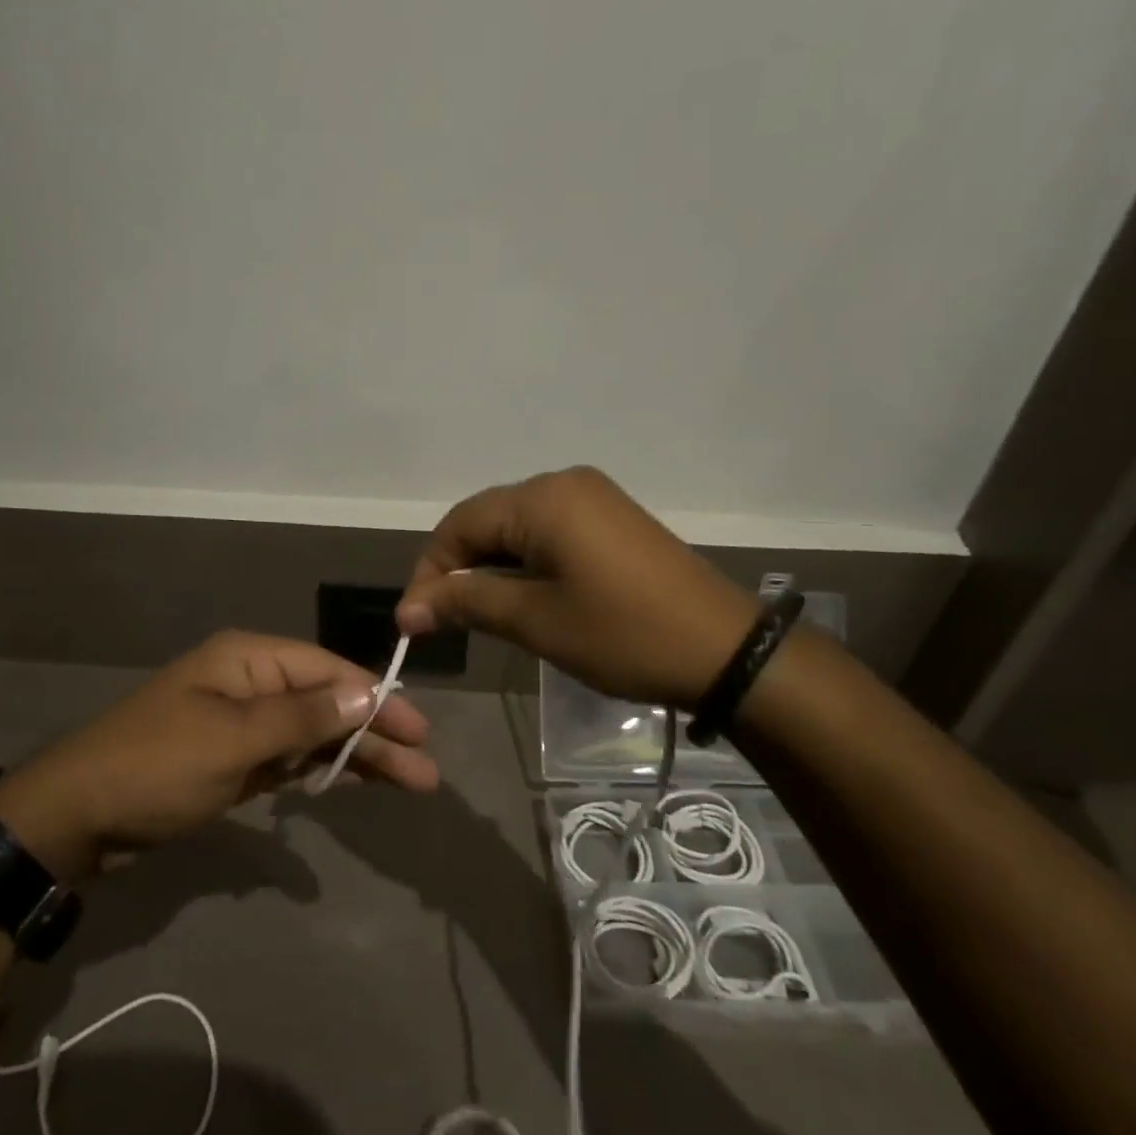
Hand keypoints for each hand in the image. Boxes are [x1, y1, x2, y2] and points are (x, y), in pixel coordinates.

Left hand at [0, 631, 436, 880]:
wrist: (76, 817)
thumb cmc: (157, 767)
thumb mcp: (233, 740)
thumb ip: (302, 717)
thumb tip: (366, 693)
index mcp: (248, 660)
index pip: (328, 671)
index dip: (376, 699)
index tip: (418, 730)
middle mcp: (249, 682)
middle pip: (325, 702)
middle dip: (374, 734)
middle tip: (425, 771)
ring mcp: (239, 722)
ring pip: (310, 733)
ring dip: (354, 755)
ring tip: (406, 783)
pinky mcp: (230, 760)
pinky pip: (286, 758)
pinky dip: (316, 769)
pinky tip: (349, 782)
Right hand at [396, 466, 757, 706]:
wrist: (727, 651)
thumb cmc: (622, 634)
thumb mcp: (535, 621)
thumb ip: (466, 604)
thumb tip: (407, 610)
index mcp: (542, 498)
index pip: (459, 524)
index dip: (430, 571)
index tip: (414, 622)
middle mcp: (563, 483)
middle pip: (486, 520)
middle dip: (459, 569)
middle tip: (443, 621)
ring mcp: (592, 497)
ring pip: (516, 527)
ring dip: (490, 567)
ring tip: (479, 613)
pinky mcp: (611, 518)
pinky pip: (548, 531)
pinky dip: (524, 561)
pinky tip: (523, 595)